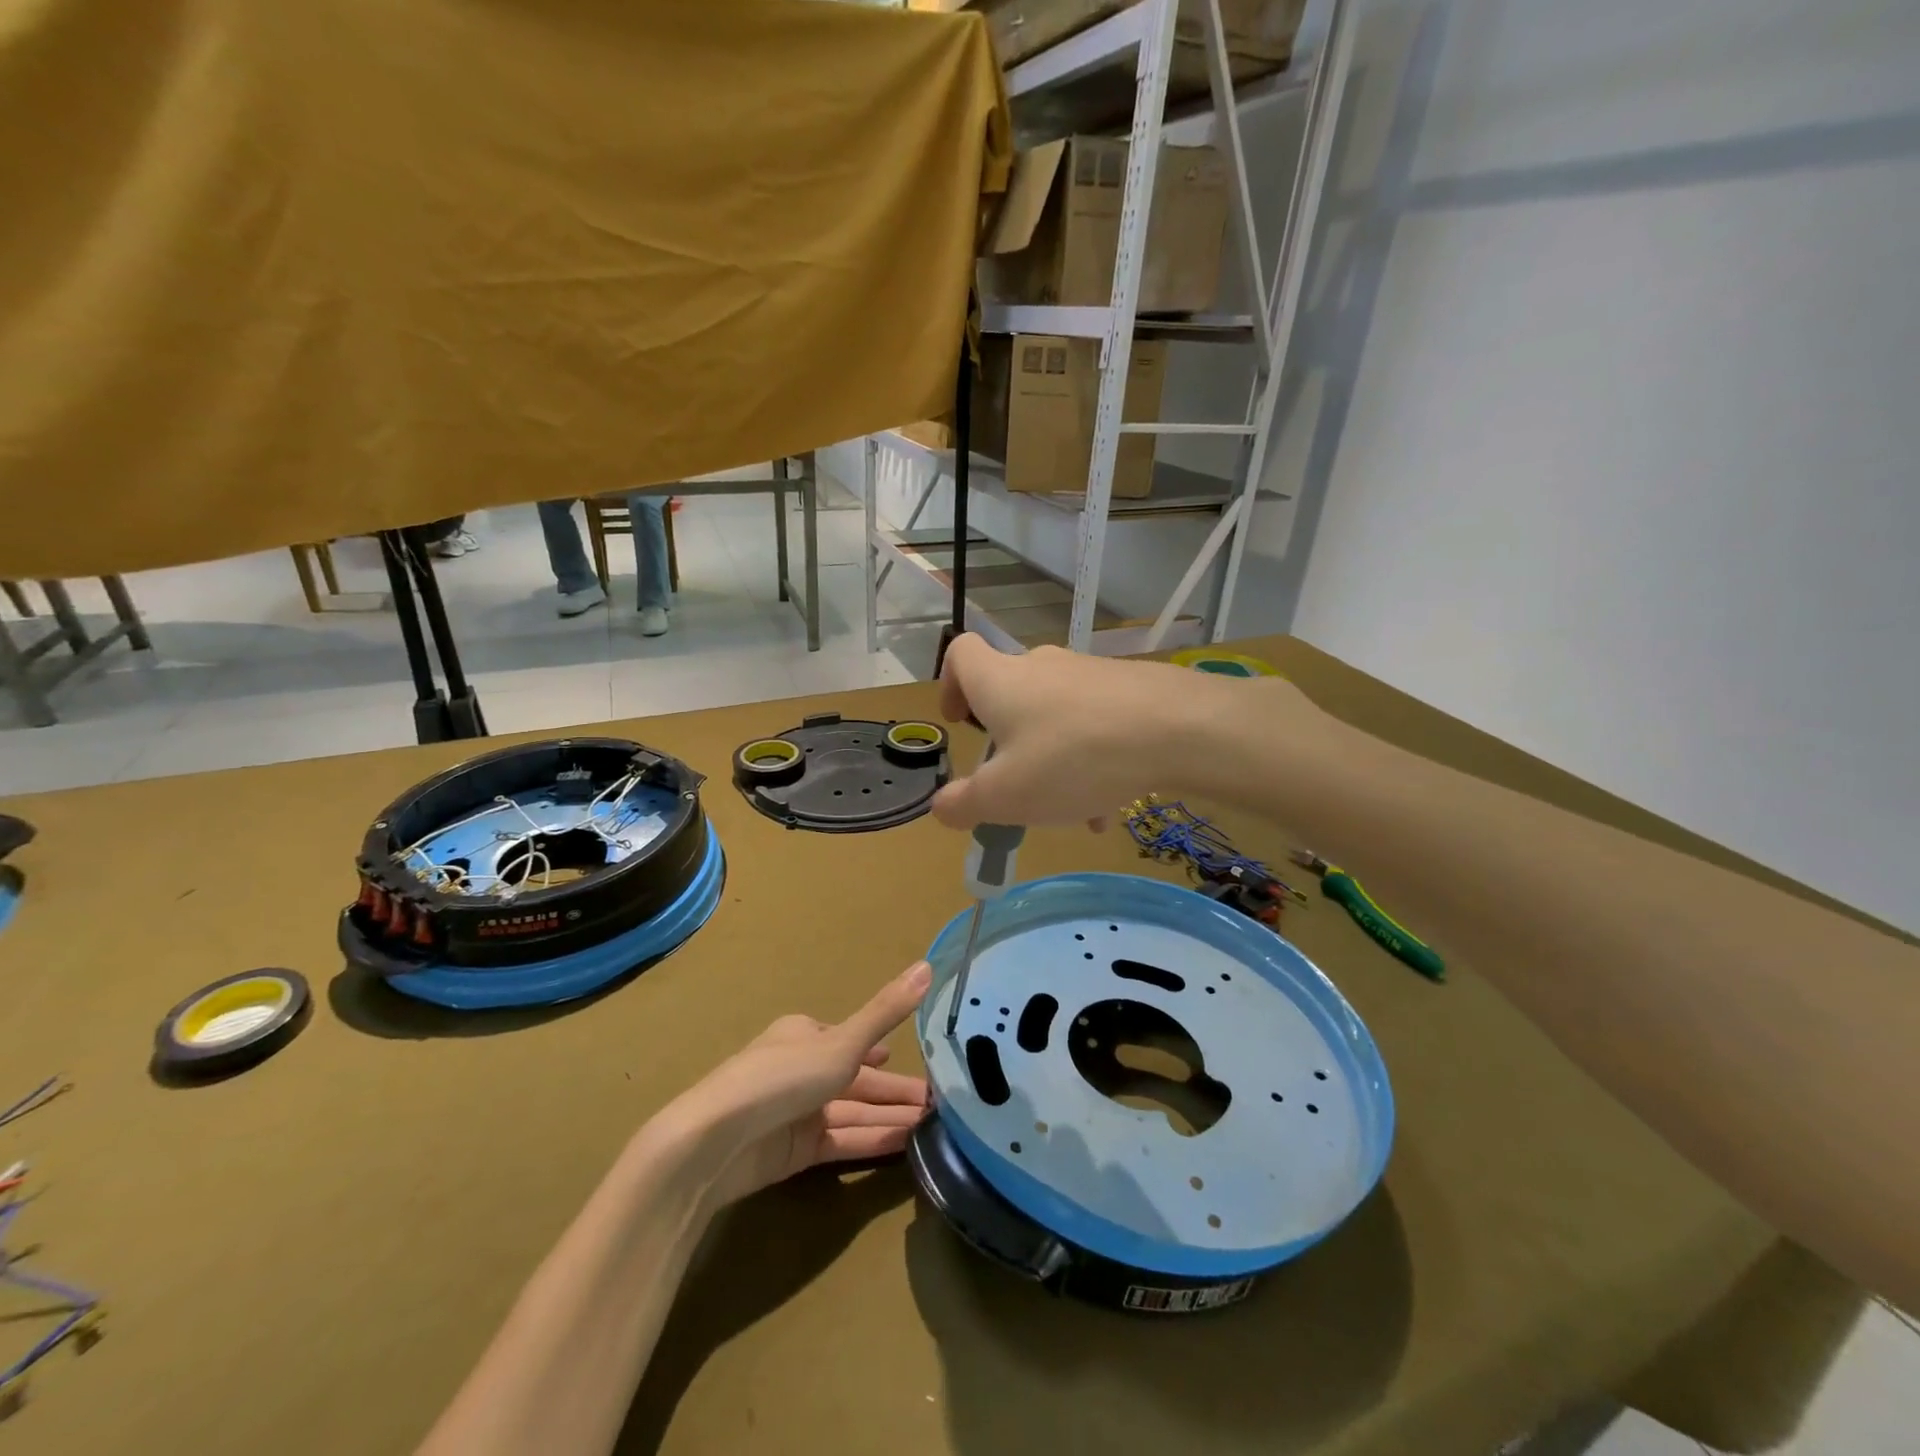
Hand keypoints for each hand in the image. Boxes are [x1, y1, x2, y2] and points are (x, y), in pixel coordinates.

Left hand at [668, 961, 933, 1208]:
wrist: (716, 1143)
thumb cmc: (782, 1077)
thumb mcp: (843, 1041)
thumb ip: (886, 1011)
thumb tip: (928, 965)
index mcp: (806, 1034)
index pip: (852, 1040)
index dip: (881, 1049)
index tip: (914, 1061)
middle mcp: (802, 1069)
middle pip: (857, 1079)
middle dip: (895, 1090)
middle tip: (940, 1102)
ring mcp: (797, 1111)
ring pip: (853, 1112)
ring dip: (890, 1116)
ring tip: (935, 1125)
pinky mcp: (794, 1150)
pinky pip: (842, 1141)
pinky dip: (872, 1140)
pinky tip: (906, 1145)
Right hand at [931, 634, 1231, 828]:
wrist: (1177, 729)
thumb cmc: (1072, 759)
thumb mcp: (1006, 796)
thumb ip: (964, 804)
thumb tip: (940, 807)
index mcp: (1000, 682)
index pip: (960, 653)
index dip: (950, 684)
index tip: (961, 723)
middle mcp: (1040, 667)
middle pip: (1010, 694)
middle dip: (1007, 741)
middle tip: (1016, 785)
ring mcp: (1088, 673)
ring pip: (1055, 717)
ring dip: (1052, 760)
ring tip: (1073, 810)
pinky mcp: (1127, 686)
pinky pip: (1094, 722)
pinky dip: (1090, 758)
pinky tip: (1111, 802)